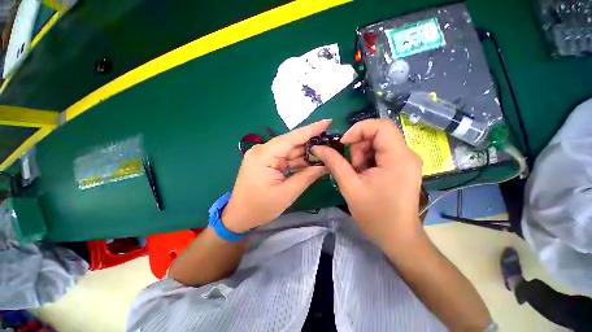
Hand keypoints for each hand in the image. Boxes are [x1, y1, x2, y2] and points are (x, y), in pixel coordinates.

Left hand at [222, 120, 330, 232]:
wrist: (239, 216)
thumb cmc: (260, 208)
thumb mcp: (287, 194)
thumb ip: (307, 176)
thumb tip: (326, 165)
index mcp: (264, 155)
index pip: (292, 138)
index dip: (311, 129)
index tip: (328, 122)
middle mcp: (262, 150)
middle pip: (292, 143)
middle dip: (312, 143)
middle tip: (332, 143)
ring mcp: (264, 155)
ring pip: (290, 151)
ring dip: (307, 154)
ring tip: (326, 154)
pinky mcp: (266, 162)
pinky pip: (285, 158)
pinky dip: (298, 161)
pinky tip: (312, 162)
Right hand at [312, 119, 422, 248]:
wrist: (397, 237)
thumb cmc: (375, 215)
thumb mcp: (350, 187)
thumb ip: (334, 163)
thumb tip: (318, 147)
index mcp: (398, 158)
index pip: (381, 126)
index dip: (358, 129)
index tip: (343, 144)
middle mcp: (407, 154)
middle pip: (378, 133)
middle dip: (359, 145)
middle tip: (351, 166)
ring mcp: (406, 160)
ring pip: (378, 143)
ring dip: (361, 154)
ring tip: (357, 173)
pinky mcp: (402, 166)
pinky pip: (381, 152)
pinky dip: (367, 159)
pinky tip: (363, 174)